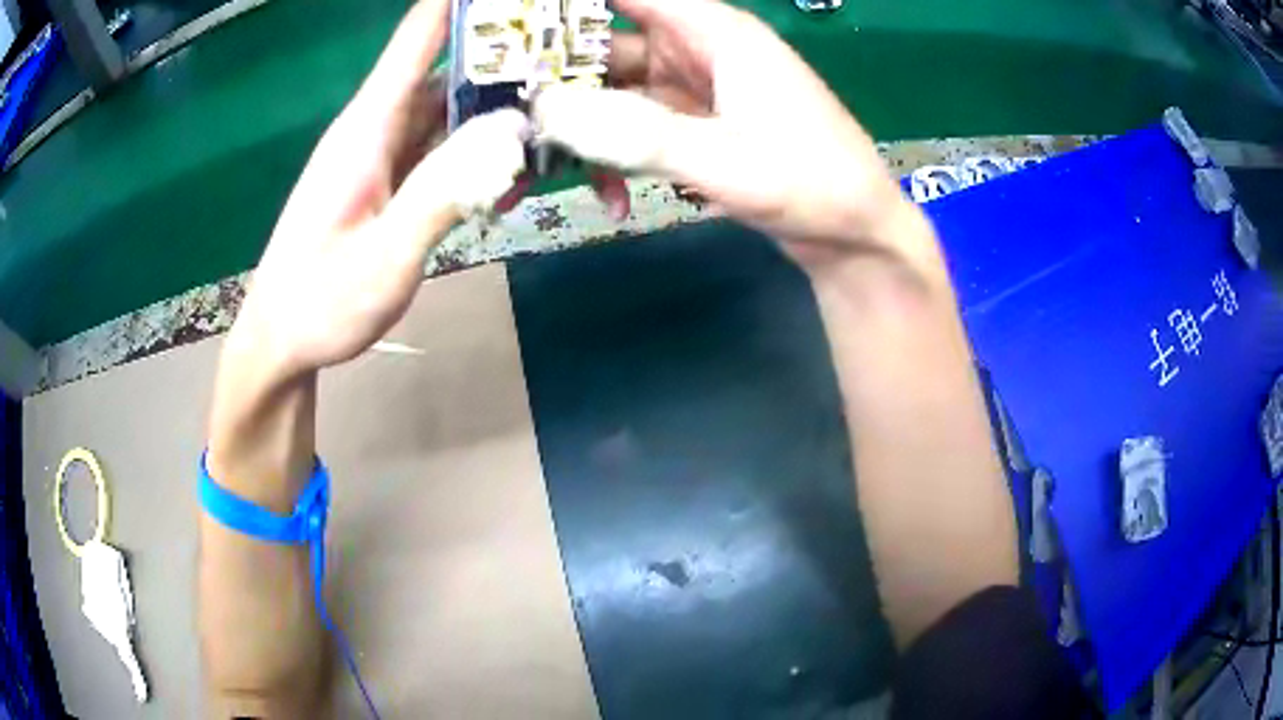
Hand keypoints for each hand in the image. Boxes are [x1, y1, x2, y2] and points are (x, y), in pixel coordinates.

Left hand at [232, 0, 528, 378]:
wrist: (281, 341)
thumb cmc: (320, 303)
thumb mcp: (384, 260)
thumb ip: (441, 196)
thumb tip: (507, 138)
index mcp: (369, 126)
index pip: (420, 35)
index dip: (463, 3)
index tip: (520, 0)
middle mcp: (379, 125)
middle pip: (449, 65)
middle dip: (507, 54)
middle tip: (570, 61)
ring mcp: (385, 152)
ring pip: (452, 106)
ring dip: (500, 106)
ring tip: (558, 110)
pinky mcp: (390, 178)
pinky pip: (442, 144)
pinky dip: (479, 148)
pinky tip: (511, 169)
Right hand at [533, 0, 919, 269]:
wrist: (854, 236)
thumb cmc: (810, 183)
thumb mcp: (724, 159)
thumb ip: (636, 134)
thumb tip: (549, 112)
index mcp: (715, 34)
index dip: (570, 9)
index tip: (513, 29)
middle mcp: (699, 51)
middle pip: (609, 45)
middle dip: (560, 78)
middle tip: (510, 116)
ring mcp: (696, 92)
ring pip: (617, 92)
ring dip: (584, 129)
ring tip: (547, 167)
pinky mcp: (696, 128)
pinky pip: (638, 129)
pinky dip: (617, 159)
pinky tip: (612, 199)